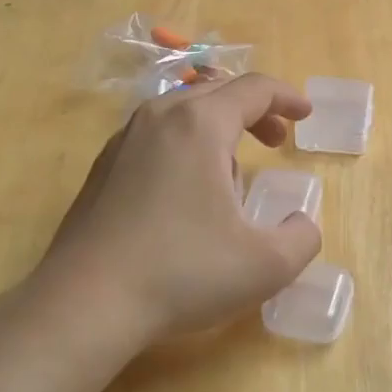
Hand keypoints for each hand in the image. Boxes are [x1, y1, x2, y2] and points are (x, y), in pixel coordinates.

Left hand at [35, 74, 323, 344]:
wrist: (85, 303)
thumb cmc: (181, 273)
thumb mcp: (265, 265)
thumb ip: (302, 238)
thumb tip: (301, 224)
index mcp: (200, 123)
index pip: (254, 88)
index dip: (287, 98)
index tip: (306, 115)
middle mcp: (159, 117)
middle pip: (217, 92)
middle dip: (255, 111)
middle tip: (276, 142)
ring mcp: (124, 140)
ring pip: (182, 112)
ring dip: (218, 127)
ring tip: (233, 170)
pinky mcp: (102, 167)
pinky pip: (156, 136)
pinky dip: (184, 144)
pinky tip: (186, 190)